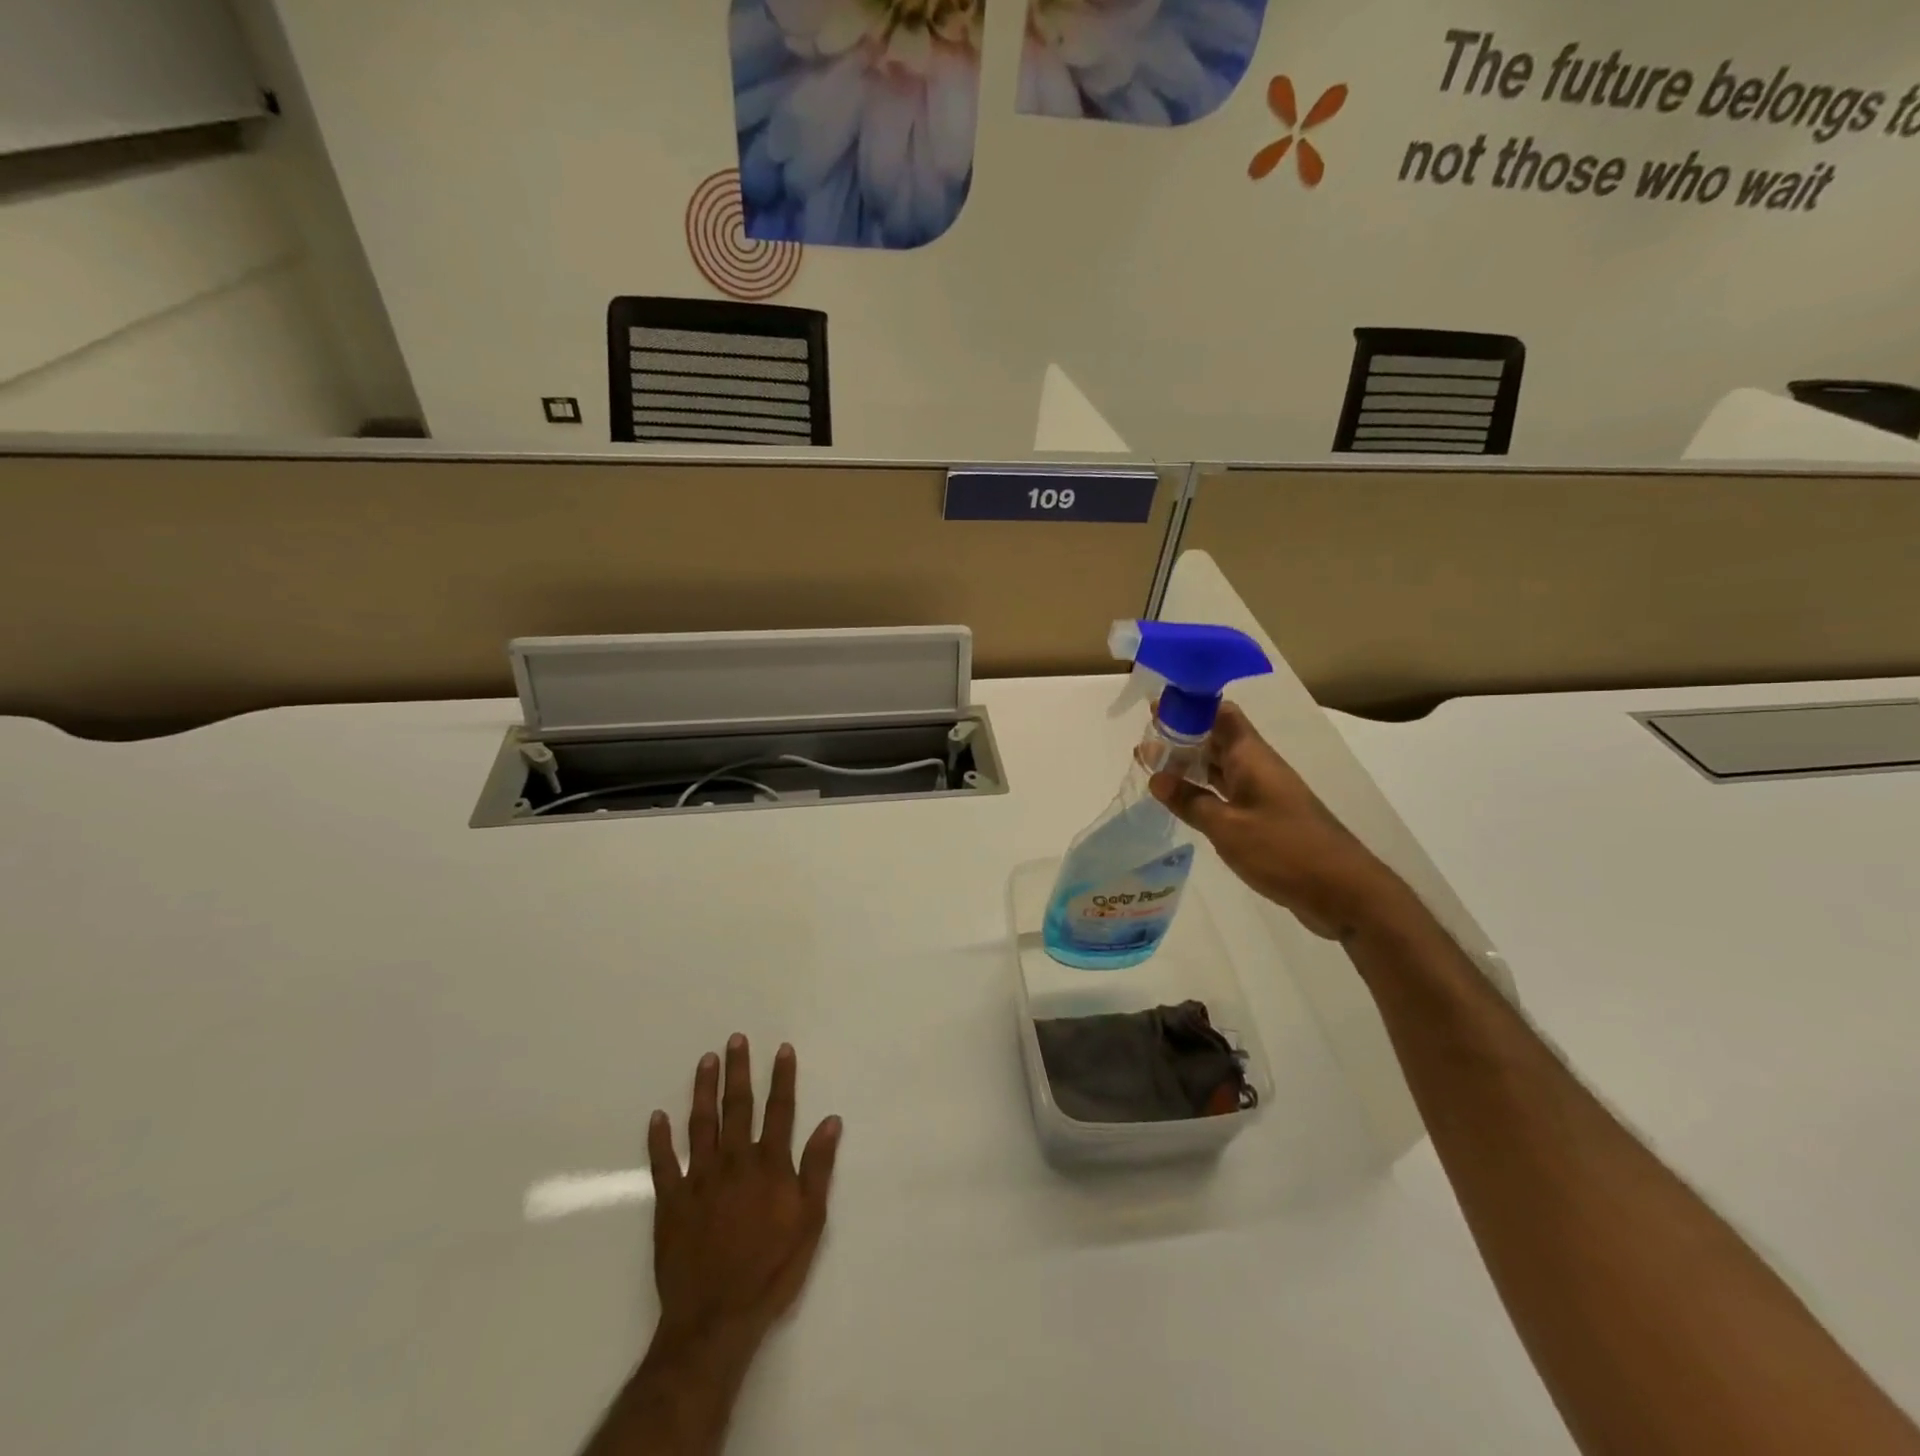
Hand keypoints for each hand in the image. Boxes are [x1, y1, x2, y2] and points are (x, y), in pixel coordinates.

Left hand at [647, 1037, 841, 1355]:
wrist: (716, 1319)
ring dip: (703, 1090)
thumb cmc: (771, 1270)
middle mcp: (734, 1161)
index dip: (782, 1078)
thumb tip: (831, 1121)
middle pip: (738, 1107)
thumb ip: (818, 1168)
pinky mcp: (671, 1203)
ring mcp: (699, 1180)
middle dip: (738, 1071)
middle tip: (735, 1039)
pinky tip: (657, 1117)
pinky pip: (663, 1164)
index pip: (779, 1110)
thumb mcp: (810, 1221)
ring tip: (705, 1061)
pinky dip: (659, 1139)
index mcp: (769, 1165)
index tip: (782, 1049)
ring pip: (701, 1124)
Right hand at [1149, 702, 1403, 940]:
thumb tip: (1156, 777)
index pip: (1220, 714)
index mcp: (1251, 758)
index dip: (1190, 706)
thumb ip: (1190, 801)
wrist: (1342, 891)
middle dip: (1182, 734)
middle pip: (1217, 738)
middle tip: (1144, 736)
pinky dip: (1201, 789)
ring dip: (1188, 763)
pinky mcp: (1264, 817)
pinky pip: (1226, 791)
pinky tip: (1180, 797)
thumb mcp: (1228, 827)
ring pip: (1220, 766)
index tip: (1157, 706)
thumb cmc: (1284, 851)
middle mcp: (1257, 767)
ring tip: (1151, 763)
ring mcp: (1262, 793)